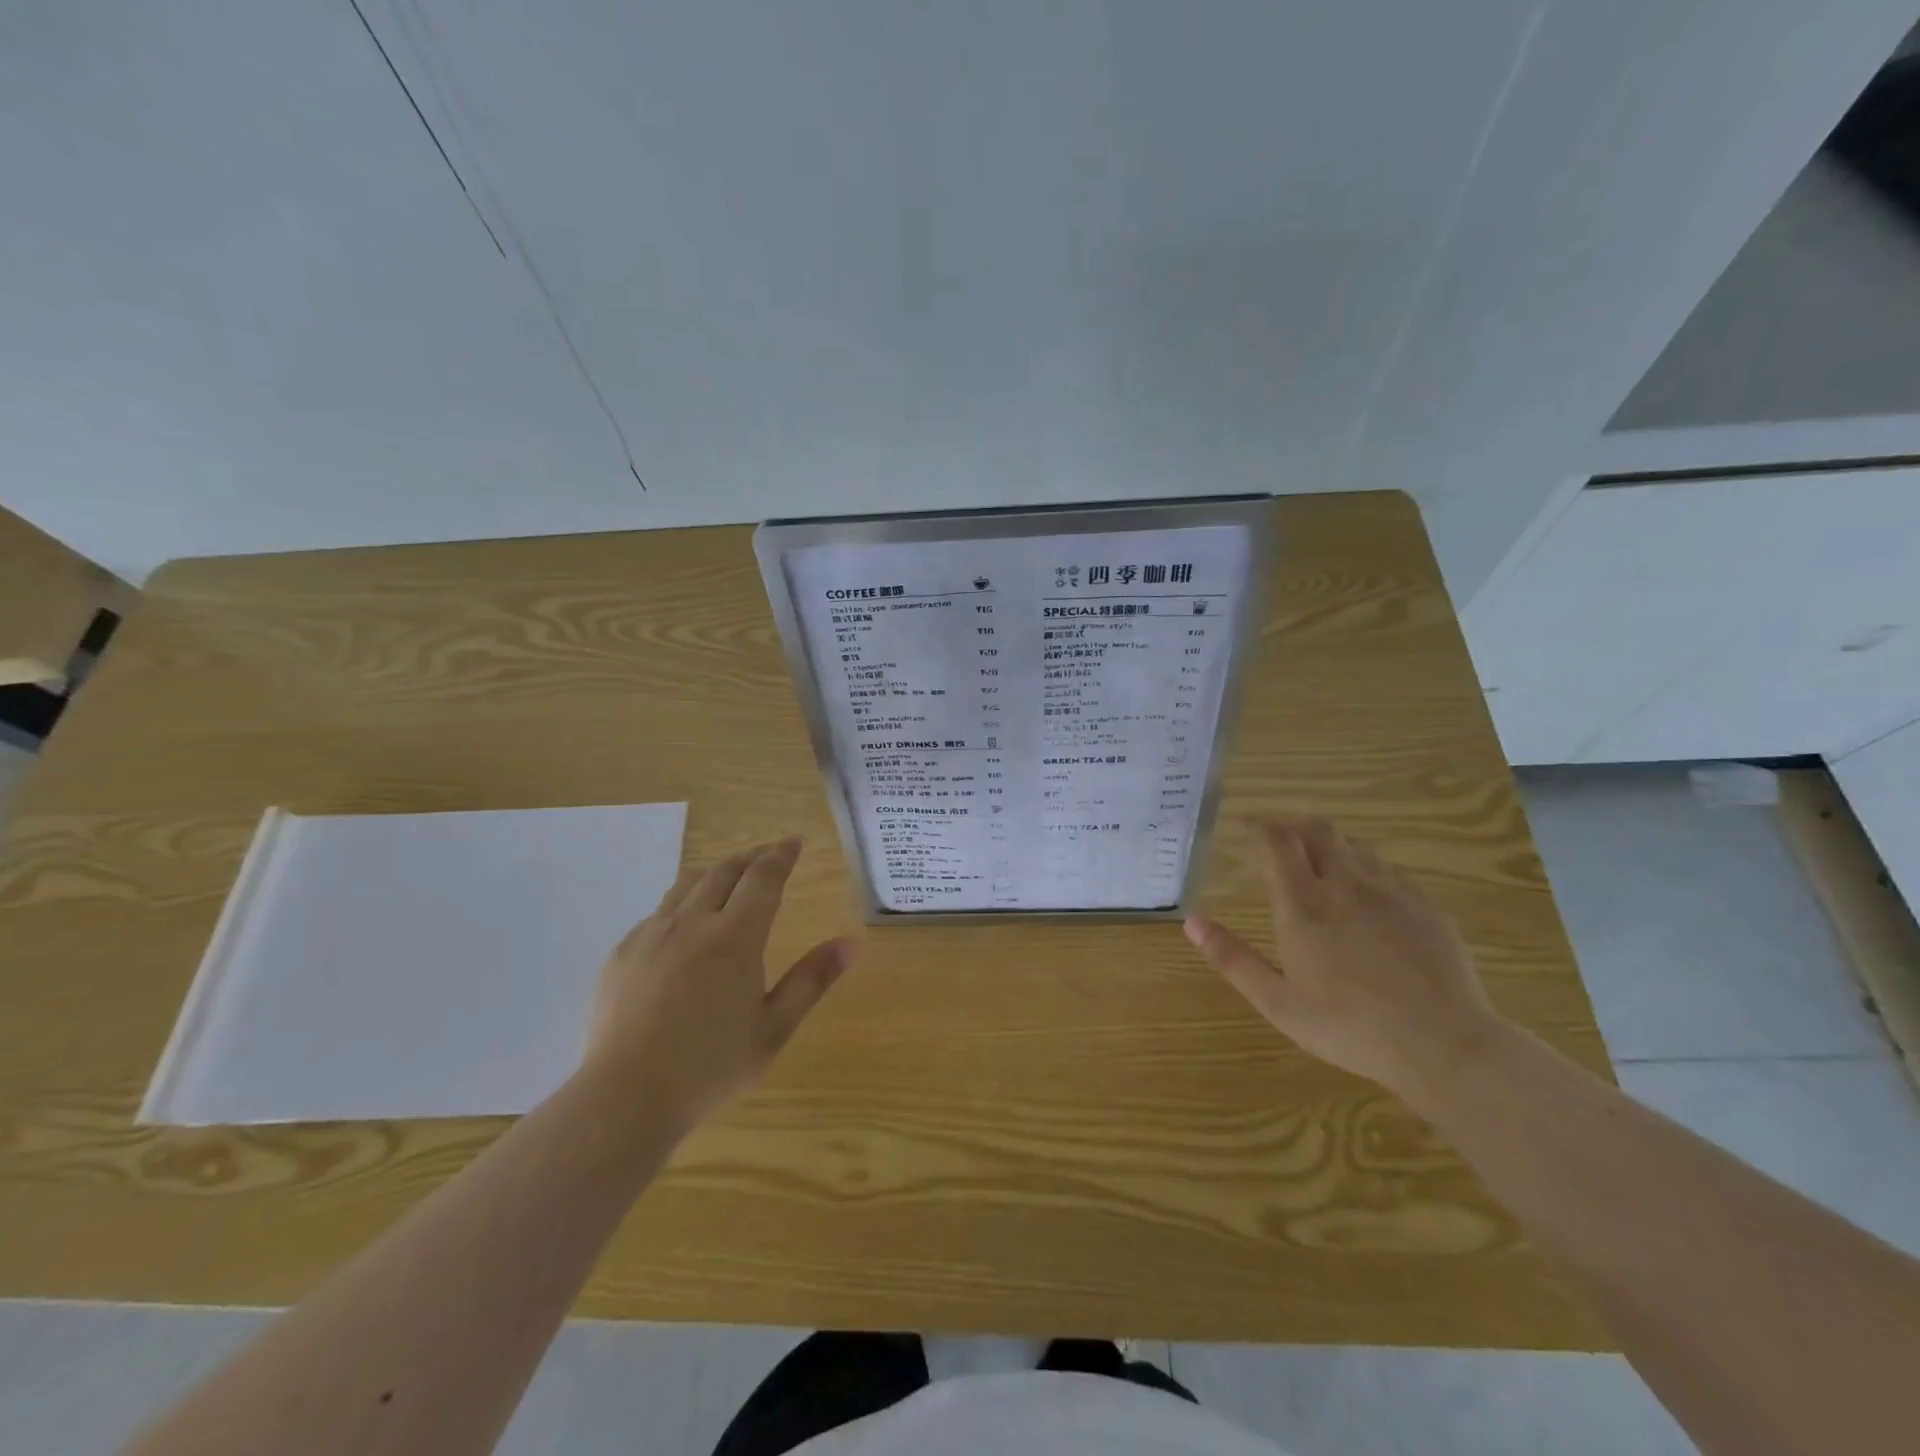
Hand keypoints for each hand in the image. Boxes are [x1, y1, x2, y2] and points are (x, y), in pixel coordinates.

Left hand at [582, 837, 855, 1131]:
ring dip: (715, 873)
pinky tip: (684, 926)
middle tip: (767, 856)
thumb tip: (851, 943)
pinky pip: (658, 913)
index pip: (763, 877)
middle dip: (751, 857)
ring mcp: (651, 934)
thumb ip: (812, 980)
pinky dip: (681, 904)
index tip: (793, 842)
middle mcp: (692, 923)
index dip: (780, 855)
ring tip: (729, 878)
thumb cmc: (710, 1066)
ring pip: (687, 885)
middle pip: (725, 871)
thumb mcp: (774, 1028)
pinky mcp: (622, 953)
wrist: (624, 1097)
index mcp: (735, 938)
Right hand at [1185, 817, 1500, 1101]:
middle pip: (1316, 829)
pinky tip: (1366, 895)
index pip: (1276, 841)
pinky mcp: (1425, 905)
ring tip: (1318, 862)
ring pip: (1354, 844)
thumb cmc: (1350, 1028)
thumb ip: (1233, 958)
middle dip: (1292, 825)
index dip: (1257, 826)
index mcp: (1304, 905)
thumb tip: (1191, 921)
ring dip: (1329, 844)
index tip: (1243, 827)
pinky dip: (1365, 867)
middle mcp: (1345, 884)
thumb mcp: (1279, 1003)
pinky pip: (1387, 869)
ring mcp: (1391, 891)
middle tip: (1278, 840)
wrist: (1445, 1045)